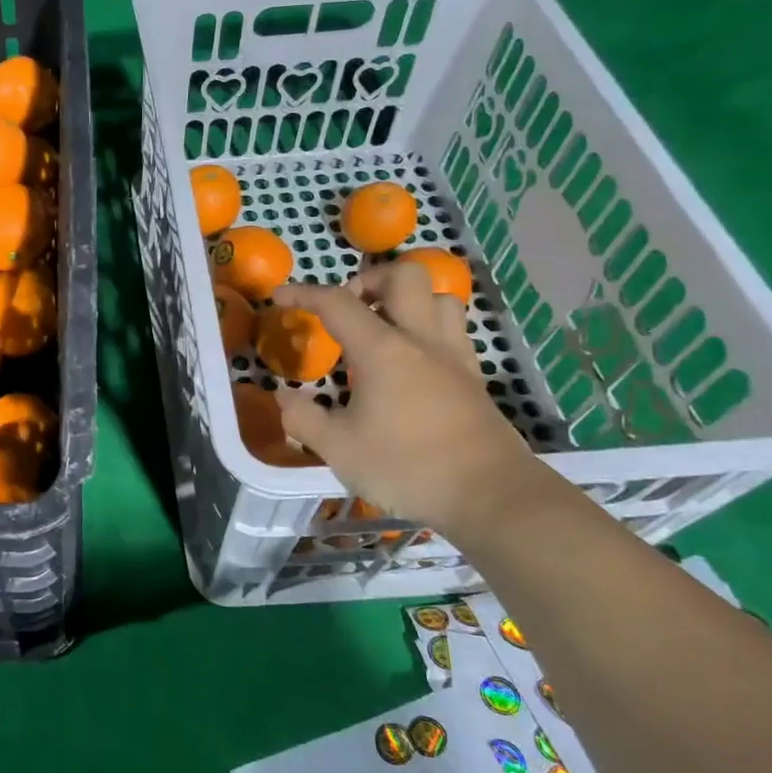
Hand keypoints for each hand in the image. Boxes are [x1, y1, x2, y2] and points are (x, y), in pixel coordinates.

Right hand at [272, 264, 546, 532]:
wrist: (490, 496)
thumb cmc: (407, 467)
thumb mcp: (338, 449)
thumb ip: (303, 418)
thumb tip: (284, 398)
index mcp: (382, 350)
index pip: (337, 303)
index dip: (304, 293)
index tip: (280, 296)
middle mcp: (421, 340)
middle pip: (404, 276)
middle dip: (370, 280)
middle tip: (349, 309)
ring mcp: (454, 356)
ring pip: (438, 297)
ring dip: (407, 300)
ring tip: (384, 327)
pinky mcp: (474, 378)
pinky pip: (453, 330)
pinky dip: (428, 328)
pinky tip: (412, 359)